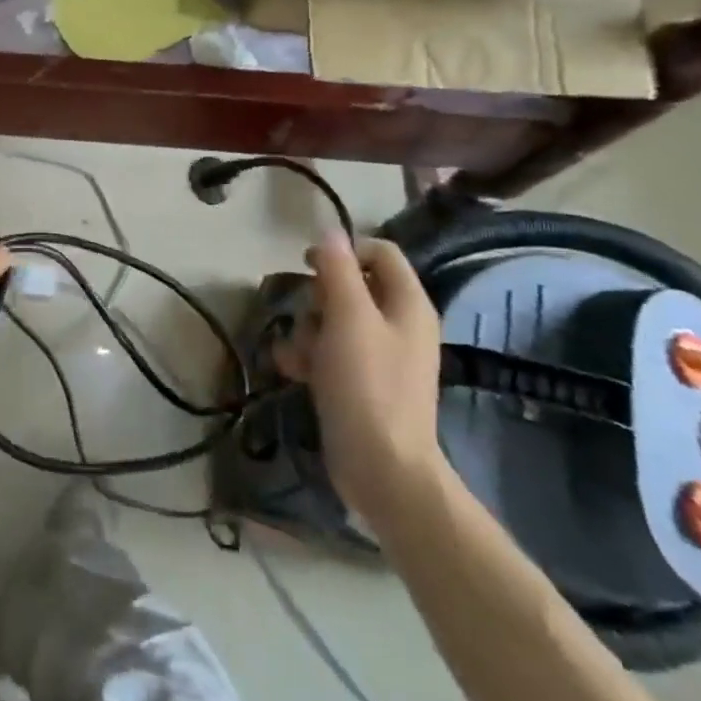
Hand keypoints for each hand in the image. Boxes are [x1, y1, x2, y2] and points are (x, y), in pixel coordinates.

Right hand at [273, 231, 449, 527]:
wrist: (381, 468)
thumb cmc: (367, 385)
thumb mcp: (348, 318)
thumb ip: (337, 270)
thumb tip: (329, 231)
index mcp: (407, 304)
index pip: (380, 252)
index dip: (344, 250)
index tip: (309, 264)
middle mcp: (397, 324)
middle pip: (350, 285)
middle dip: (318, 297)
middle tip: (309, 315)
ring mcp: (378, 356)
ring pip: (331, 319)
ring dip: (307, 330)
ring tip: (299, 354)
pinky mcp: (358, 382)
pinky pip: (327, 352)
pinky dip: (308, 356)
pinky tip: (293, 371)